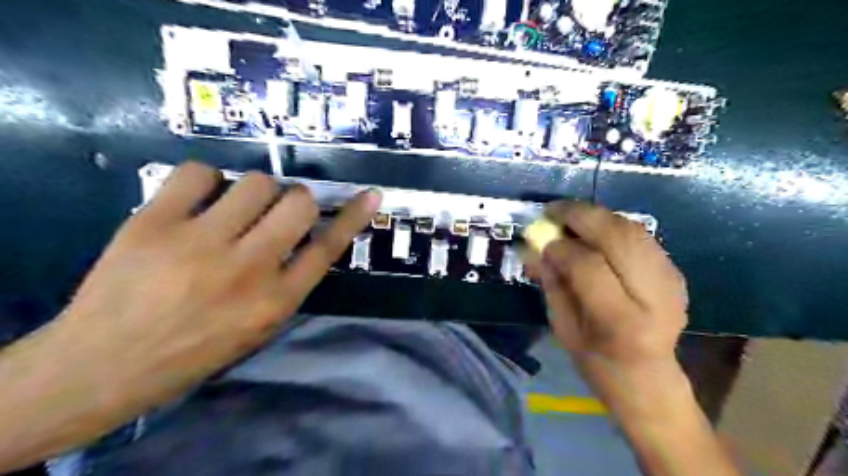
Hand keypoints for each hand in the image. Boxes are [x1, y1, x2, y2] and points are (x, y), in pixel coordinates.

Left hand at [64, 162, 383, 410]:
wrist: (104, 364)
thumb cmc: (196, 348)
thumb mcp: (260, 325)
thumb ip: (291, 281)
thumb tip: (310, 234)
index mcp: (275, 300)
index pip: (327, 248)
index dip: (352, 217)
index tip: (371, 194)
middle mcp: (247, 269)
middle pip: (298, 204)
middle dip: (296, 201)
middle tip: (275, 211)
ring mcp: (199, 243)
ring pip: (256, 182)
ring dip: (255, 191)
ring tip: (233, 208)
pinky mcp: (154, 223)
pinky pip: (199, 172)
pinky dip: (206, 180)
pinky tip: (198, 200)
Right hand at [535, 201, 686, 415]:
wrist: (648, 377)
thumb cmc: (596, 361)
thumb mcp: (563, 327)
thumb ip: (552, 283)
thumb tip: (536, 247)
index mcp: (622, 321)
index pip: (589, 266)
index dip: (561, 247)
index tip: (542, 241)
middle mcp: (654, 296)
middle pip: (618, 236)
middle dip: (581, 215)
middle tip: (553, 210)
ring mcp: (671, 281)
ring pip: (632, 229)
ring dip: (597, 216)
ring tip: (571, 215)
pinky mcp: (675, 272)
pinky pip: (640, 236)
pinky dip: (612, 226)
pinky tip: (594, 231)